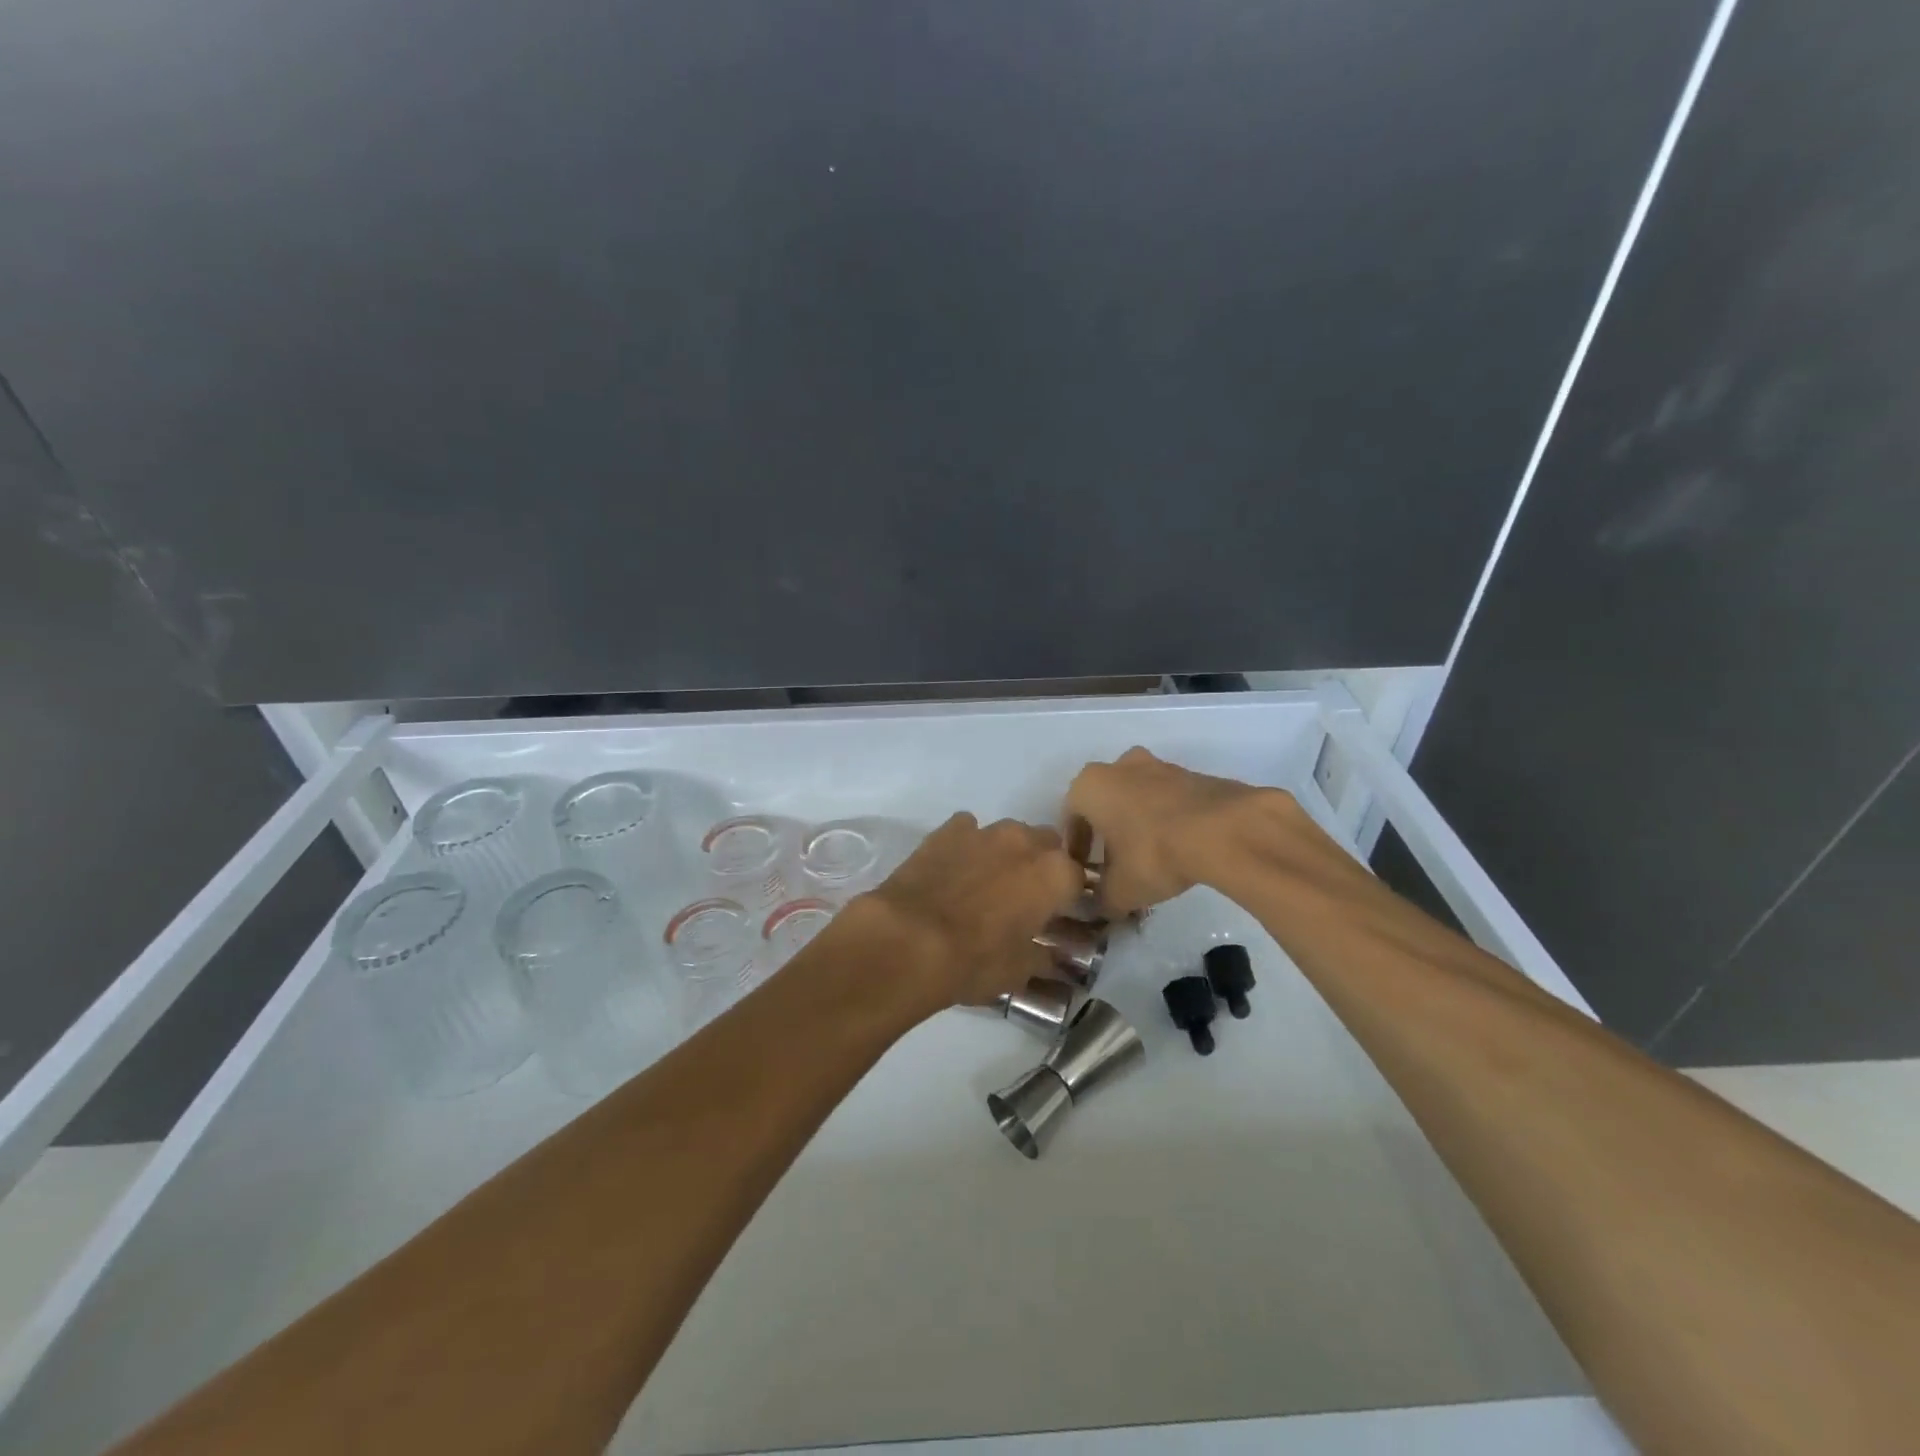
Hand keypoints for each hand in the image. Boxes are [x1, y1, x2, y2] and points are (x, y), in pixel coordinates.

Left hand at [859, 813, 1083, 1009]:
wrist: (908, 940)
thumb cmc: (975, 960)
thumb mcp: (1019, 971)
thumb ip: (1044, 957)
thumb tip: (1053, 957)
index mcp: (1055, 874)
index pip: (1078, 878)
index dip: (1068, 897)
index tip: (1057, 915)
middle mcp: (1026, 842)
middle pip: (1047, 845)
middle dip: (1041, 866)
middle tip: (1024, 897)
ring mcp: (985, 831)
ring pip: (1009, 833)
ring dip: (1006, 852)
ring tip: (987, 882)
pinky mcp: (947, 830)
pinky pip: (968, 830)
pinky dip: (967, 845)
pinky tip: (954, 868)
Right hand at [1067, 747, 1294, 914]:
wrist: (1224, 831)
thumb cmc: (1153, 853)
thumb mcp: (1120, 891)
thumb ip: (1101, 901)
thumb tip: (1099, 908)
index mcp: (1089, 786)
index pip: (1070, 819)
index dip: (1076, 850)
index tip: (1085, 873)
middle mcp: (1119, 766)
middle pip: (1104, 803)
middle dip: (1107, 832)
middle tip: (1115, 865)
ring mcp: (1159, 766)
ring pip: (1138, 797)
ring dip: (1138, 823)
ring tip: (1149, 858)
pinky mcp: (1194, 774)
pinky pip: (1169, 800)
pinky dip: (1167, 820)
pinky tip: (1178, 848)